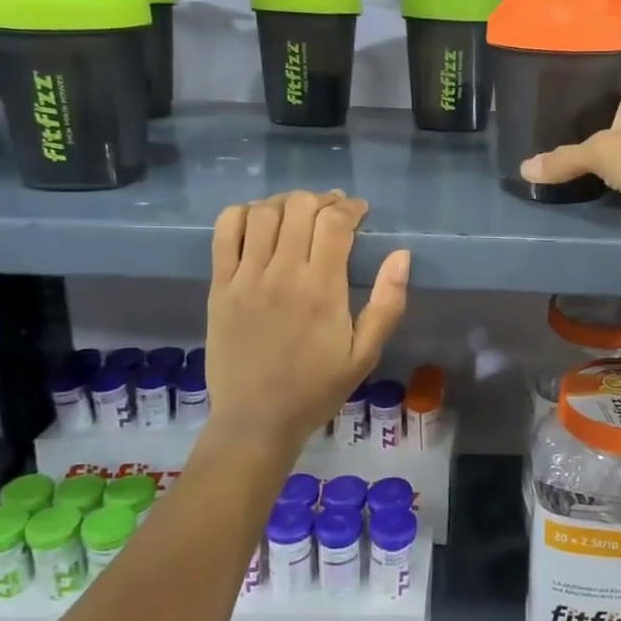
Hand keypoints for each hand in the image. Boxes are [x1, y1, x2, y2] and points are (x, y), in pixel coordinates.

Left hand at [203, 191, 410, 451]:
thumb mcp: (366, 354)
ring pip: (263, 212)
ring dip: (286, 203)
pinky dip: (241, 214)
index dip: (351, 208)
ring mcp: (246, 277)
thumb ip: (388, 303)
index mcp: (322, 288)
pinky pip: (224, 231)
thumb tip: (401, 254)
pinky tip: (257, 221)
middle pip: (299, 208)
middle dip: (322, 201)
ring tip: (298, 214)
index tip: (360, 212)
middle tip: (333, 213)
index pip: (335, 223)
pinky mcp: (219, 285)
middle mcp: (282, 273)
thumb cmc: (317, 388)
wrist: (256, 419)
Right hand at [519, 88, 620, 273]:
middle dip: (573, 129)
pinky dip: (589, 181)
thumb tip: (524, 170)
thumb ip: (563, 159)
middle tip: (534, 129)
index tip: (548, 97)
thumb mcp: (601, 151)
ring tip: (541, 153)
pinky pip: (605, 179)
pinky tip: (562, 177)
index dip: (580, 93)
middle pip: (599, 124)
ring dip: (581, 159)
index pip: (605, 89)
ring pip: (602, 154)